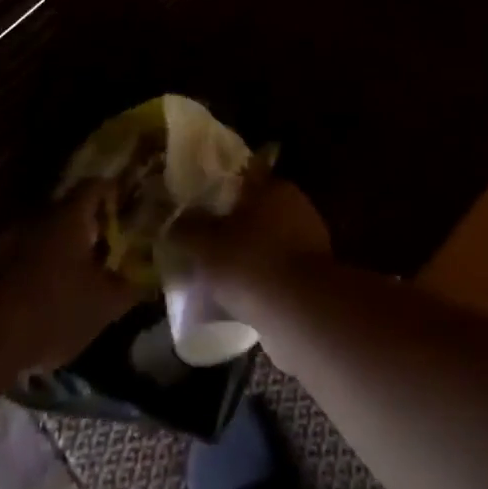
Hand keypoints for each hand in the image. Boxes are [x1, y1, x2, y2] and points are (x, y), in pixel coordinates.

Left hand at [0, 184, 141, 369]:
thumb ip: (130, 287)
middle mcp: (39, 217)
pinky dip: (42, 269)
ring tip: (82, 275)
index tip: (129, 205)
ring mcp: (11, 240)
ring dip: (64, 250)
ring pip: (47, 235)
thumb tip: (149, 277)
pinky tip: (51, 296)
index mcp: (69, 215)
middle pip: (70, 210)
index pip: (96, 185)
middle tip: (110, 246)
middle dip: (91, 226)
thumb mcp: (104, 305)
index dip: (115, 192)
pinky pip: (26, 257)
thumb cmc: (53, 309)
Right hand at [165, 172, 331, 321]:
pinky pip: (280, 271)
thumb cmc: (251, 263)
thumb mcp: (206, 245)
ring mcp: (309, 240)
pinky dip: (264, 280)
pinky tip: (243, 299)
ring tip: (222, 276)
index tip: (202, 200)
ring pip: (270, 241)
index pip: (244, 174)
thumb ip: (187, 229)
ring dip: (251, 254)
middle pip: (257, 208)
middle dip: (235, 224)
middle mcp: (294, 205)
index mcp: (271, 187)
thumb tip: (172, 221)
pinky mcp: (315, 275)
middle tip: (207, 242)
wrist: (303, 313)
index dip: (222, 185)